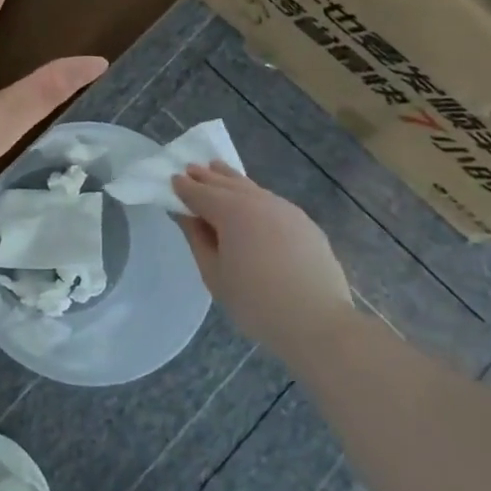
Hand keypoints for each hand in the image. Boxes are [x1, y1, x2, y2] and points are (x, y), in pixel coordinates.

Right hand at [171, 162, 351, 349]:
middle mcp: (259, 201)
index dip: (184, 187)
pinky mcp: (305, 223)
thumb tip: (185, 215)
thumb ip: (197, 238)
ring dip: (231, 179)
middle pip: (226, 183)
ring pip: (252, 188)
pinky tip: (251, 201)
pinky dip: (254, 195)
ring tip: (217, 170)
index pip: (200, 192)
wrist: (318, 321)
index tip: (171, 179)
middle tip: (191, 169)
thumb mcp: (214, 274)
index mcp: (232, 212)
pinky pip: (271, 201)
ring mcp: (286, 209)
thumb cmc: (256, 302)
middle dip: (206, 176)